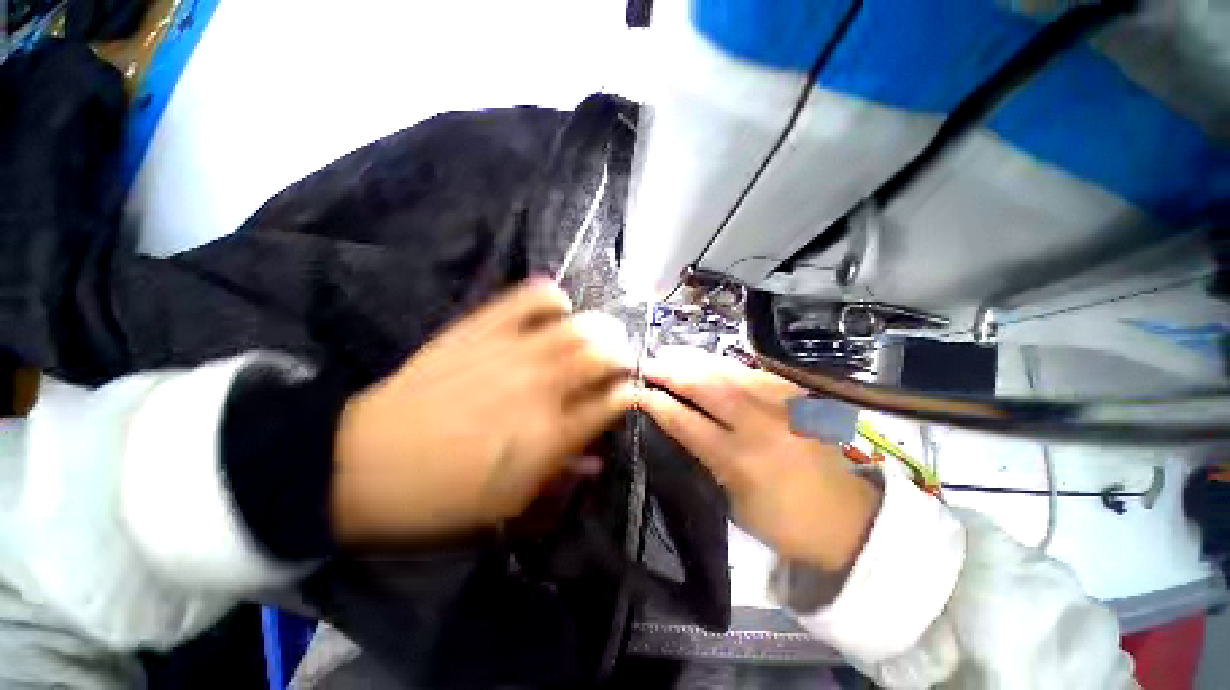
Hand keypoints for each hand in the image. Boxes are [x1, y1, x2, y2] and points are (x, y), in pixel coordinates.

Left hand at [331, 279, 634, 542]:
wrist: (366, 461)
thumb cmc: (444, 494)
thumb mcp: (512, 502)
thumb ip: (563, 473)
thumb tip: (597, 454)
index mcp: (550, 434)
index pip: (612, 401)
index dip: (627, 393)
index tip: (628, 392)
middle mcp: (540, 387)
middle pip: (601, 354)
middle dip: (622, 353)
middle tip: (620, 359)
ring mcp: (511, 351)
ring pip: (576, 325)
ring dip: (600, 327)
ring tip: (601, 332)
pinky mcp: (482, 328)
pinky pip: (529, 298)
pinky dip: (552, 297)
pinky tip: (558, 307)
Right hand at [638, 348, 880, 571]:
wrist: (857, 520)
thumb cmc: (788, 523)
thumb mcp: (737, 505)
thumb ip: (708, 462)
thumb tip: (681, 428)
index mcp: (738, 460)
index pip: (685, 421)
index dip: (657, 403)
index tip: (637, 392)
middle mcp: (758, 425)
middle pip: (705, 386)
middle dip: (671, 371)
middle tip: (649, 364)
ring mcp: (781, 405)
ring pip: (728, 371)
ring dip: (694, 360)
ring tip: (671, 353)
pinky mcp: (797, 396)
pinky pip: (753, 371)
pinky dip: (724, 363)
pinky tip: (709, 360)